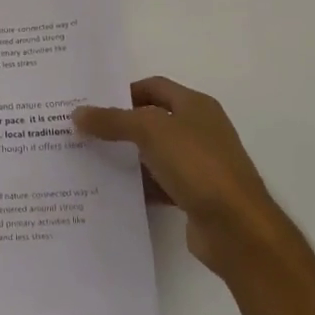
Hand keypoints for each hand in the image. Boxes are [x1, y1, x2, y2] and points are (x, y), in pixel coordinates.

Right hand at [75, 78, 273, 274]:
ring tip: (89, 161)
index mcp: (195, 106)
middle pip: (152, 120)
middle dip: (119, 125)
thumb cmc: (197, 165)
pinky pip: (159, 184)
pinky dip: (138, 186)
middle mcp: (199, 130)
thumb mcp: (150, 131)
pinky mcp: (194, 196)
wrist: (236, 227)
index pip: (154, 86)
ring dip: (126, 157)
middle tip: (83, 132)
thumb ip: (113, 120)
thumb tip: (78, 113)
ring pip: (153, 154)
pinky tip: (113, 191)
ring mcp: (198, 165)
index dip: (123, 92)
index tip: (92, 104)